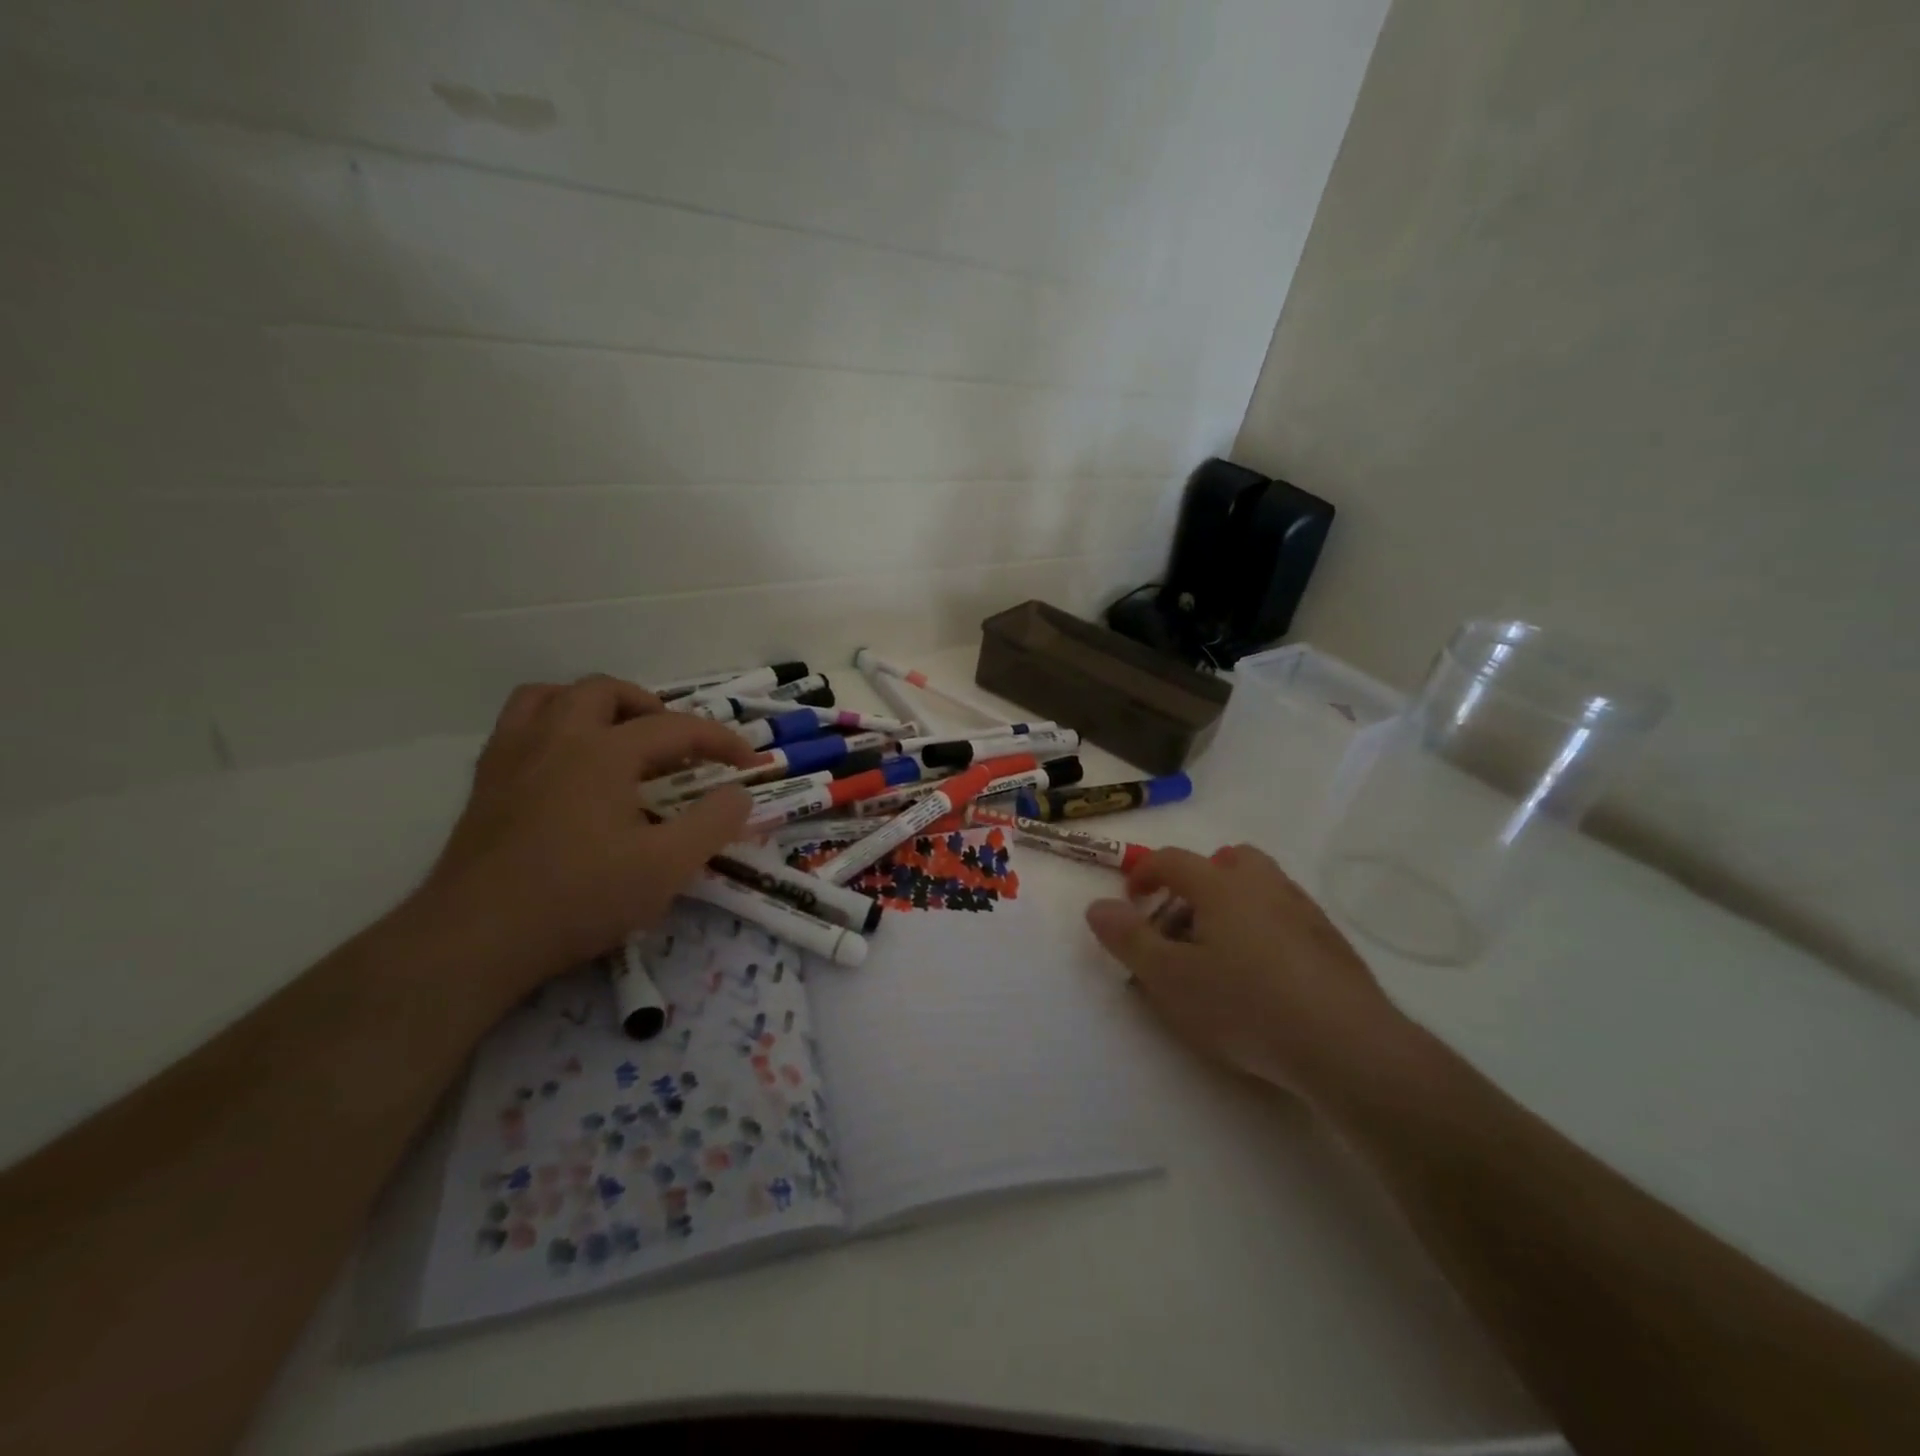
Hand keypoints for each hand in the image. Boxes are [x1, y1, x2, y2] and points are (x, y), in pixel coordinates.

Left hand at [417, 675, 754, 1000]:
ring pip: (550, 696)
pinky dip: (551, 727)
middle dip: (651, 708)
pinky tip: (566, 766)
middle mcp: (555, 738)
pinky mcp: (484, 784)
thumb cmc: (579, 897)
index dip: (720, 740)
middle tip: (675, 746)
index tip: (748, 764)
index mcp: (603, 751)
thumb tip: (739, 794)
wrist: (475, 939)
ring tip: (617, 738)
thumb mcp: (667, 867)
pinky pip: (518, 726)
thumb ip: (713, 824)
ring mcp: (512, 757)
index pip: (675, 728)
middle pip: (606, 691)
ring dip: (592, 706)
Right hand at [1084, 843, 1410, 1100]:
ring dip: (1232, 905)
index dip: (1144, 873)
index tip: (1131, 901)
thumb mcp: (1169, 978)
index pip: (1173, 860)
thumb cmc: (1244, 1005)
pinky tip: (1262, 977)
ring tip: (1218, 953)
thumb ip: (1128, 939)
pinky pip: (1285, 918)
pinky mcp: (1331, 944)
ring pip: (1260, 887)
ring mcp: (1303, 912)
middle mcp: (1264, 885)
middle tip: (1182, 924)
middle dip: (1198, 882)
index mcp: (1221, 885)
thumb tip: (1097, 906)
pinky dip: (1264, 930)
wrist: (1346, 1046)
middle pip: (1227, 861)